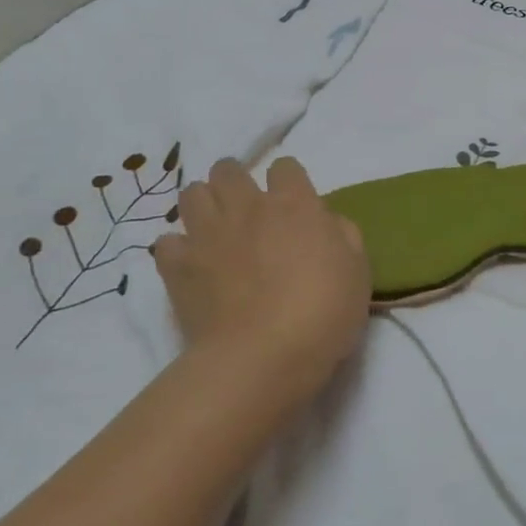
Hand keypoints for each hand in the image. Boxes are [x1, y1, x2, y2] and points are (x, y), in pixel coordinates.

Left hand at [152, 157, 370, 396]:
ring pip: (192, 193)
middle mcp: (247, 208)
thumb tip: (325, 222)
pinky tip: (191, 264)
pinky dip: (178, 248)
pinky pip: (167, 242)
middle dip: (236, 181)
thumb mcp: (358, 270)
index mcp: (294, 204)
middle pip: (228, 169)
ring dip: (204, 204)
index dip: (288, 180)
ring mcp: (208, 234)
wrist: (263, 358)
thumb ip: (343, 235)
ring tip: (216, 229)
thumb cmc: (322, 313)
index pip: (285, 167)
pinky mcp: (178, 267)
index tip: (293, 202)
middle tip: (247, 209)